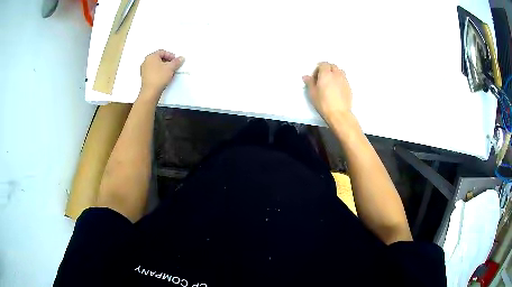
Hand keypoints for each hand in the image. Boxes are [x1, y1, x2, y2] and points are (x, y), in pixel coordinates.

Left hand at [140, 49, 183, 98]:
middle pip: (158, 58)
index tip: (175, 60)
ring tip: (169, 72)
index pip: (162, 52)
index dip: (170, 55)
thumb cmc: (158, 78)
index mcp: (151, 56)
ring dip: (162, 67)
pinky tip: (163, 77)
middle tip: (173, 65)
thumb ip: (177, 61)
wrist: (150, 92)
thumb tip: (180, 58)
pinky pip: (153, 71)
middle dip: (167, 61)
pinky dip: (158, 72)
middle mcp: (146, 61)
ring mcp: (144, 70)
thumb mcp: (171, 68)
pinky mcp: (144, 77)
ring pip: (155, 65)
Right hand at [303, 62, 351, 122]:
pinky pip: (344, 79)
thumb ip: (309, 82)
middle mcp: (336, 74)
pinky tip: (336, 89)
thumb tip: (306, 76)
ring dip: (334, 73)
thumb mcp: (312, 93)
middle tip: (322, 78)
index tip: (315, 77)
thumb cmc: (323, 103)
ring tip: (330, 82)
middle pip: (332, 66)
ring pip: (339, 71)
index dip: (318, 68)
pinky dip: (339, 80)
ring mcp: (344, 80)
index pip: (323, 64)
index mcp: (326, 73)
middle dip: (327, 69)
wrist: (339, 113)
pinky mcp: (349, 87)